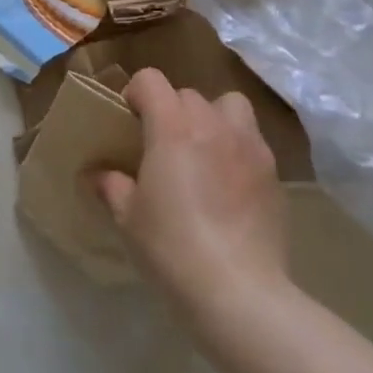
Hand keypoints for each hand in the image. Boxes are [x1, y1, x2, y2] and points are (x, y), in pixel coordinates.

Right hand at [94, 69, 291, 307]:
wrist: (239, 292)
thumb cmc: (172, 247)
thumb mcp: (128, 218)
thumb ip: (112, 186)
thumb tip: (97, 175)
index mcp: (172, 126)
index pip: (151, 80)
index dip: (136, 94)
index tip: (130, 121)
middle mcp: (212, 124)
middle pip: (188, 94)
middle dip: (172, 110)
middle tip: (163, 145)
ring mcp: (249, 146)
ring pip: (230, 106)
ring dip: (213, 118)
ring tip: (204, 151)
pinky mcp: (275, 173)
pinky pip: (252, 141)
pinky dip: (238, 149)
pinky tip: (230, 184)